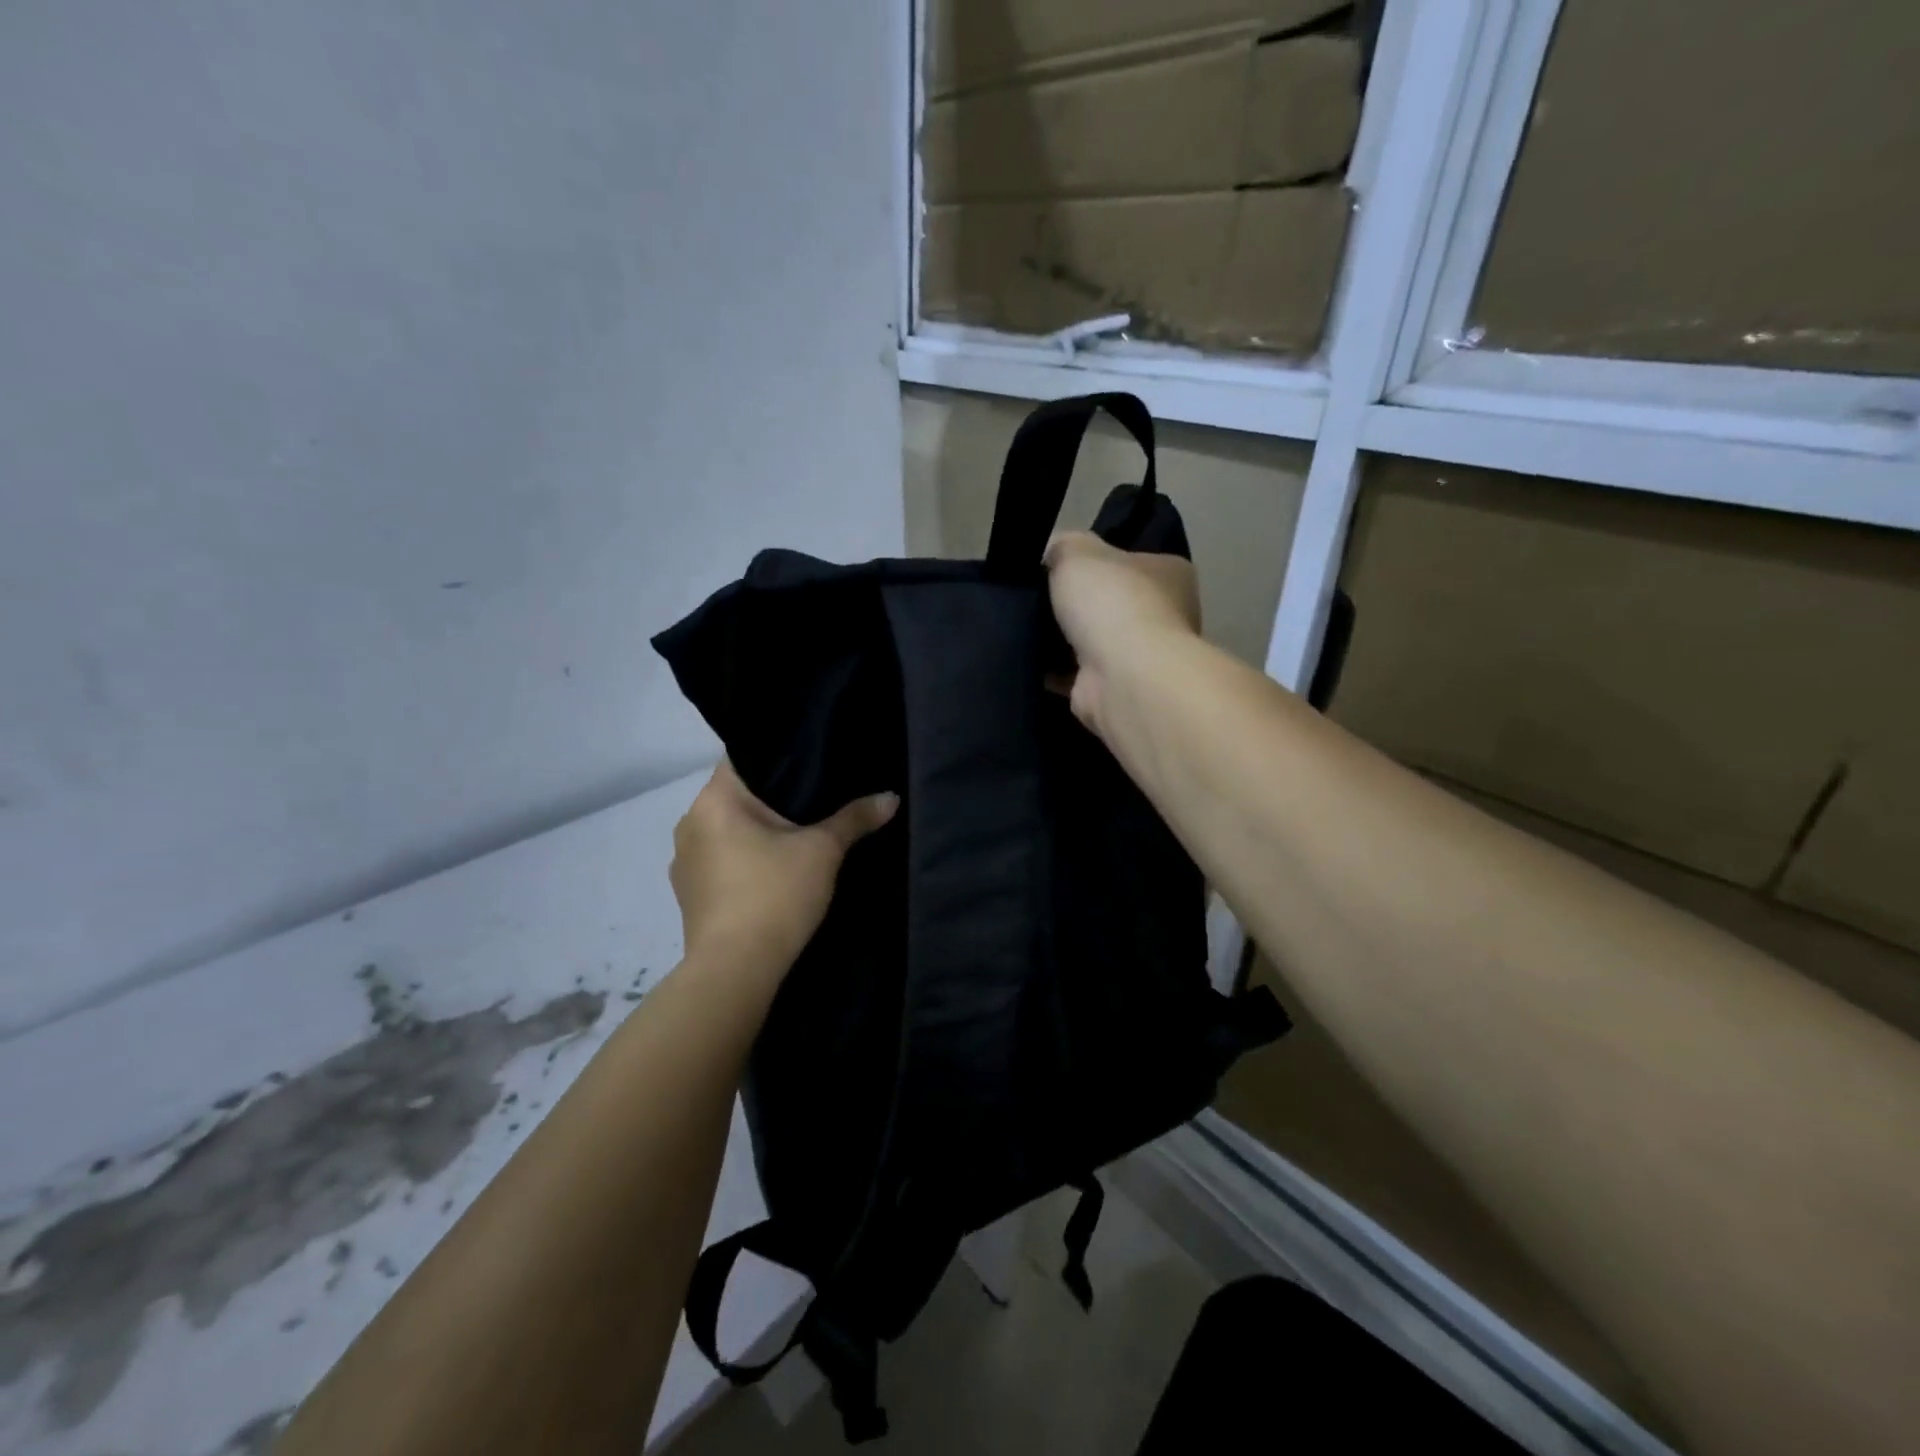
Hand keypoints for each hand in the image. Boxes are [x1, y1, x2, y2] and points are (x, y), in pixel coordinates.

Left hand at [670, 760, 897, 979]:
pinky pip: (721, 862)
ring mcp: (685, 863)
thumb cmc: (775, 895)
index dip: (780, 759)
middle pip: (737, 798)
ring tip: (797, 838)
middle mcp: (690, 824)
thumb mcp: (823, 851)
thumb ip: (854, 818)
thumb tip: (891, 797)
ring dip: (757, 834)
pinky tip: (773, 875)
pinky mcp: (689, 896)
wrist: (735, 971)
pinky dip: (745, 862)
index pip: (744, 760)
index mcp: (713, 801)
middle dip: (773, 800)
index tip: (812, 764)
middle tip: (816, 800)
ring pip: (728, 832)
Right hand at [1044, 531, 1200, 737]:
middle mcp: (1164, 615)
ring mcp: (1141, 658)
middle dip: (1075, 604)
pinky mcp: (1114, 690)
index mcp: (1169, 573)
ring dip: (1061, 640)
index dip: (1094, 561)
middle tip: (1034, 598)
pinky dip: (1053, 670)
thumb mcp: (1077, 551)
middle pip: (1109, 603)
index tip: (1057, 566)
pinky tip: (1027, 659)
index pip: (1129, 560)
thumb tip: (1051, 555)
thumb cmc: (1111, 602)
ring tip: (1022, 627)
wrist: (1121, 676)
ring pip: (1092, 642)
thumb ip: (1063, 546)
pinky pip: (1075, 675)